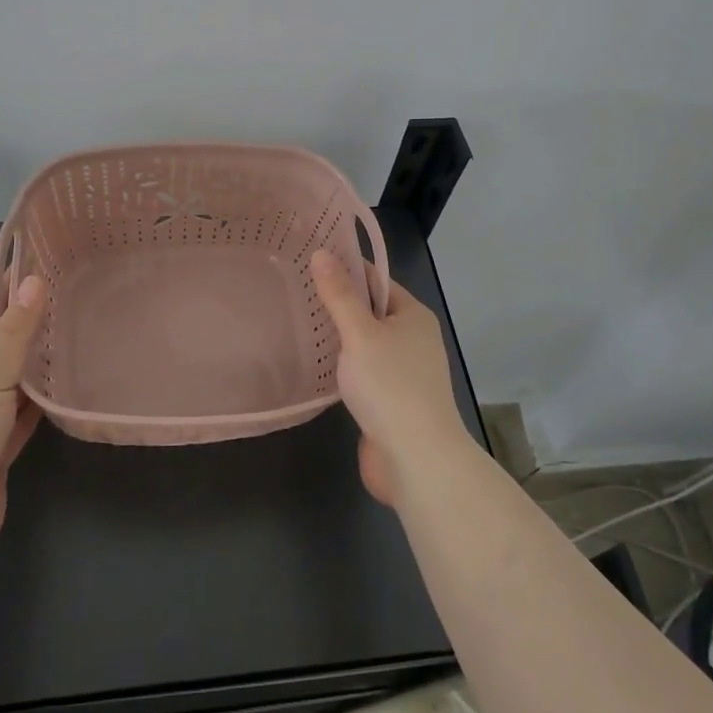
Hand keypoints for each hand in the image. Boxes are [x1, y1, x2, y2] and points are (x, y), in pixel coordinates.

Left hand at [0, 278, 45, 558]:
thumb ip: (15, 334)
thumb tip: (34, 281)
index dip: (13, 296)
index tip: (47, 273)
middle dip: (30, 334)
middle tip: (73, 307)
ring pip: (11, 388)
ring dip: (36, 372)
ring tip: (76, 341)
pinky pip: (19, 420)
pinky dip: (39, 406)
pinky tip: (65, 390)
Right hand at [312, 251, 469, 506]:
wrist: (416, 460)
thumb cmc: (391, 385)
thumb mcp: (360, 333)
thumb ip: (339, 294)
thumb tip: (322, 252)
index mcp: (414, 316)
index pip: (377, 281)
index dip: (347, 269)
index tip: (311, 259)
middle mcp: (413, 340)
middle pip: (371, 312)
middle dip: (338, 303)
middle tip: (295, 289)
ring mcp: (403, 373)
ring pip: (365, 345)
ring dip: (338, 338)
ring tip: (297, 321)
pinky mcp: (390, 402)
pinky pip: (362, 373)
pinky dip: (342, 367)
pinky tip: (315, 364)